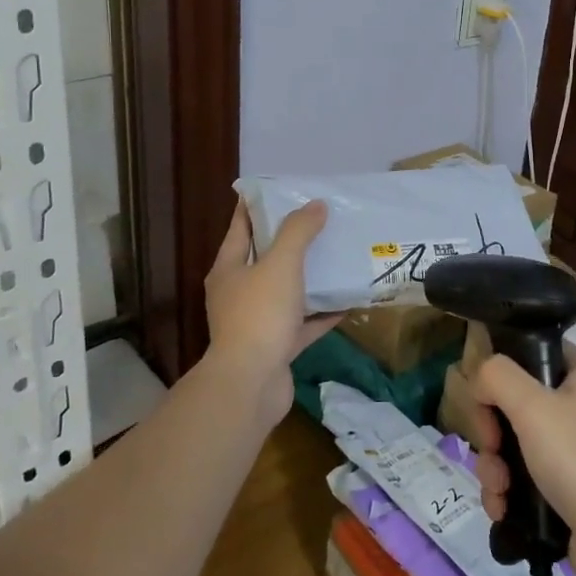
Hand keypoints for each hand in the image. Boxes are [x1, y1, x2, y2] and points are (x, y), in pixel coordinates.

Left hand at [204, 199, 339, 428]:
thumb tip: (315, 205)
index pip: (240, 227)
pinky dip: (321, 315)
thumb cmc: (259, 315)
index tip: (280, 190)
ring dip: (307, 278)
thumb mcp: (280, 264)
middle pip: (264, 259)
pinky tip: (346, 303)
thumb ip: (298, 232)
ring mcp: (256, 323)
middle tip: (318, 221)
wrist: (251, 385)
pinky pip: (301, 325)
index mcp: (229, 269)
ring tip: (335, 257)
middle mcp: (237, 294)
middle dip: (289, 241)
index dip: (257, 207)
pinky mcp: (275, 348)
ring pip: (285, 293)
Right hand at [467, 349, 575, 575]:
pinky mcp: (568, 494)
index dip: (504, 369)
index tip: (486, 396)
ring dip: (494, 467)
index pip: (535, 352)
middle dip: (492, 431)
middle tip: (490, 448)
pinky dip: (507, 494)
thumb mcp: (533, 406)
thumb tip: (481, 381)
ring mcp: (575, 455)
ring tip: (497, 490)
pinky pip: (524, 482)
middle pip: (515, 403)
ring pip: (514, 446)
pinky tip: (501, 511)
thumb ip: (497, 377)